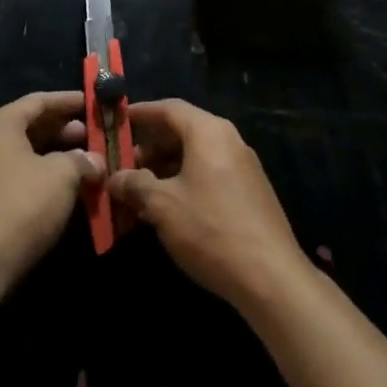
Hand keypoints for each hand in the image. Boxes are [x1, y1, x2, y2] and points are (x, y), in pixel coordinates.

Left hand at [0, 91, 103, 285]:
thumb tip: (94, 160)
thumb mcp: (61, 175)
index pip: (38, 101)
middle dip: (64, 130)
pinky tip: (65, 188)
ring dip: (55, 155)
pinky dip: (42, 176)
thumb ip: (81, 160)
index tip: (93, 103)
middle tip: (93, 135)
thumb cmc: (21, 204)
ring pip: (24, 154)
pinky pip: (17, 176)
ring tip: (86, 162)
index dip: (68, 101)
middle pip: (29, 126)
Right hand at [109, 99, 305, 308]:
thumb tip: (114, 177)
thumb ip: (135, 185)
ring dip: (166, 168)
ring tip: (140, 191)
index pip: (168, 108)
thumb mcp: (163, 205)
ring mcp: (243, 166)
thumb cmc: (210, 229)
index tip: (117, 121)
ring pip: (196, 155)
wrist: (271, 278)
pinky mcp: (250, 192)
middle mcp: (228, 140)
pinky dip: (185, 181)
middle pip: (182, 130)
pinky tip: (169, 208)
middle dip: (150, 146)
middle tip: (124, 166)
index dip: (140, 113)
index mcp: (208, 132)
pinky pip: (209, 173)